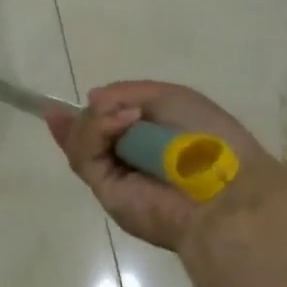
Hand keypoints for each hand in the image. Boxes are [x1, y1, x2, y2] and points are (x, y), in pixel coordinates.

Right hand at [47, 81, 279, 252]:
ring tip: (125, 115)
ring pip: (80, 142)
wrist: (224, 189)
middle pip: (87, 134)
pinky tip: (122, 120)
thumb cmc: (206, 138)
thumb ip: (126, 93)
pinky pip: (85, 155)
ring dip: (95, 120)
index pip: (108, 127)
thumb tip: (91, 99)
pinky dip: (97, 130)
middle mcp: (129, 161)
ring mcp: (116, 178)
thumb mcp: (168, 98)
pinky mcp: (107, 193)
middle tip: (104, 106)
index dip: (89, 114)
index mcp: (148, 141)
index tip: (62, 104)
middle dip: (88, 117)